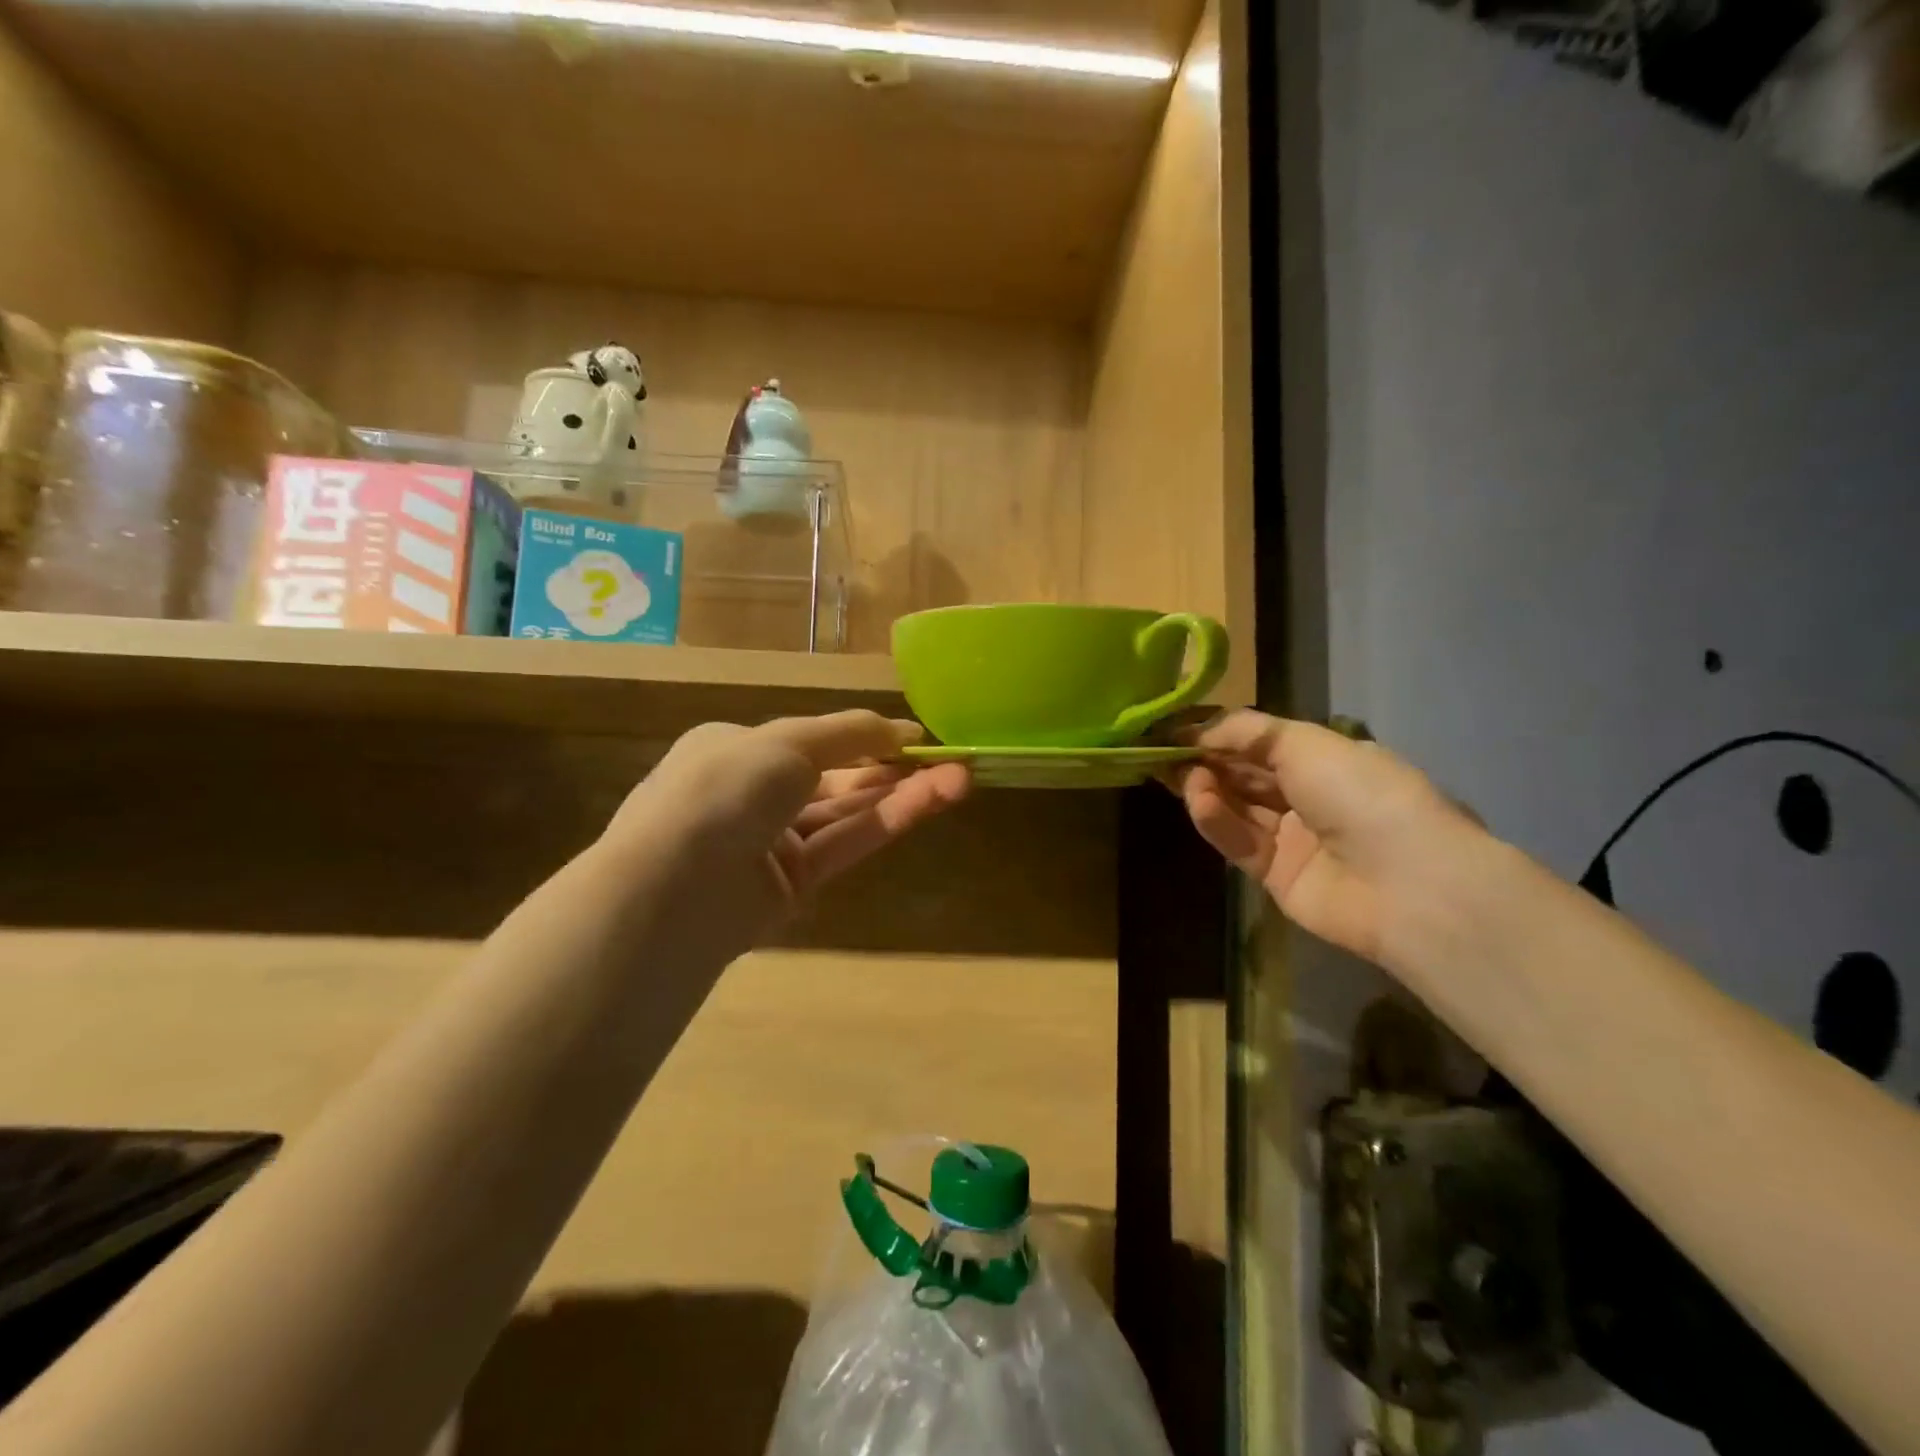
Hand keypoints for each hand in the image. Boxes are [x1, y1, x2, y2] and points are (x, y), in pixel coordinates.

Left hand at [600, 711, 969, 955]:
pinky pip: (846, 844)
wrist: (674, 887)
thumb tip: (901, 728)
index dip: (865, 736)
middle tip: (950, 759)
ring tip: (960, 777)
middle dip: (893, 766)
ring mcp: (774, 844)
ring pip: (848, 812)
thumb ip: (850, 732)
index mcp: (738, 750)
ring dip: (902, 793)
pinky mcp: (794, 886)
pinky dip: (888, 821)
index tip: (914, 735)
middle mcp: (754, 795)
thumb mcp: (788, 742)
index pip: (812, 740)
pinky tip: (932, 800)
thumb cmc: (725, 789)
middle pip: (837, 777)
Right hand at [1167, 711, 1483, 964]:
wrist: (1407, 880)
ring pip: (1236, 808)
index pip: (1259, 743)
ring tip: (1181, 776)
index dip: (1217, 735)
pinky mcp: (1275, 875)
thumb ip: (1245, 732)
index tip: (1175, 730)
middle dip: (1204, 761)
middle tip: (1163, 752)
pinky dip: (1217, 822)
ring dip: (1207, 789)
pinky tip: (1201, 803)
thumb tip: (1198, 730)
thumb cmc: (1360, 792)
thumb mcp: (1303, 742)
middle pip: (1243, 775)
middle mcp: (1307, 797)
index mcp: (1324, 760)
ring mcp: (1292, 838)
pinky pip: (1239, 842)